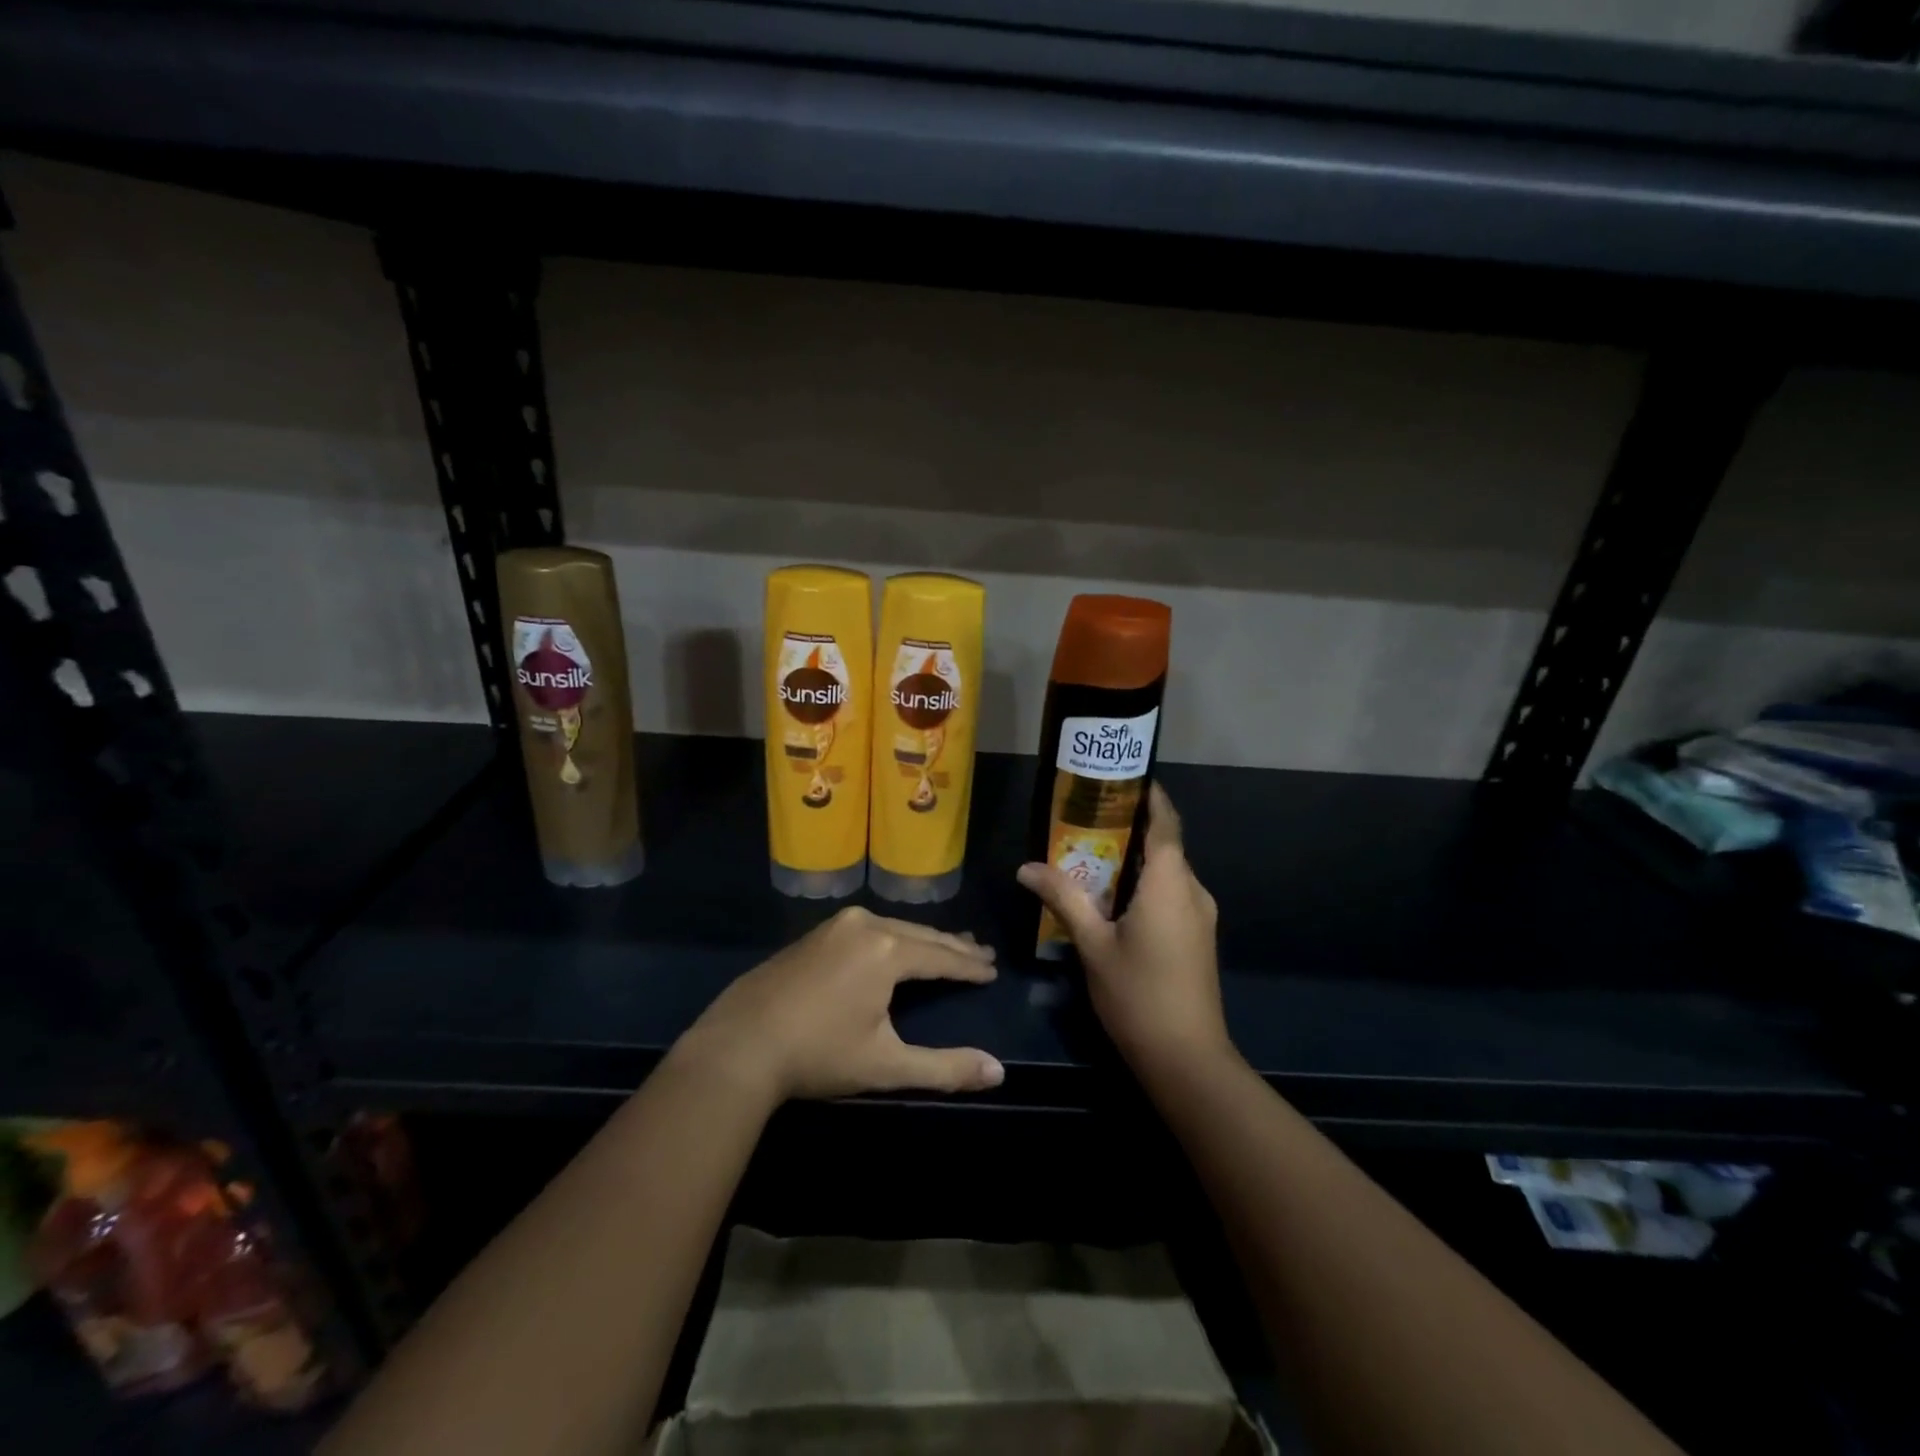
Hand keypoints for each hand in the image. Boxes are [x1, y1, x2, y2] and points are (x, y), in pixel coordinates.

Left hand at [676, 907, 1003, 1102]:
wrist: (738, 1045)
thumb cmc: (818, 1055)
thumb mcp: (886, 1066)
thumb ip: (945, 1068)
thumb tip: (998, 1073)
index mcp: (887, 950)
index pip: (941, 957)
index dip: (969, 966)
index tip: (992, 970)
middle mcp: (865, 925)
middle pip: (920, 934)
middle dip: (952, 946)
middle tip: (980, 952)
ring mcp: (835, 925)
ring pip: (893, 927)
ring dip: (922, 938)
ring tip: (947, 946)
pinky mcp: (815, 934)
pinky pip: (868, 928)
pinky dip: (893, 937)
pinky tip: (896, 945)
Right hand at [1017, 784, 1230, 1074]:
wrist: (1187, 1059)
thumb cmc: (1138, 994)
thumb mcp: (1093, 944)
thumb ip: (1063, 898)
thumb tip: (1026, 866)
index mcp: (1170, 883)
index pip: (1165, 822)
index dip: (1148, 795)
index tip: (1119, 777)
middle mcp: (1193, 891)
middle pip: (1165, 844)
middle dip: (1129, 827)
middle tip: (1085, 816)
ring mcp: (1200, 916)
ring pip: (1168, 872)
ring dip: (1134, 859)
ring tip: (1090, 854)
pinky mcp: (1198, 937)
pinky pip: (1171, 894)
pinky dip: (1145, 885)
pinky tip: (1112, 898)